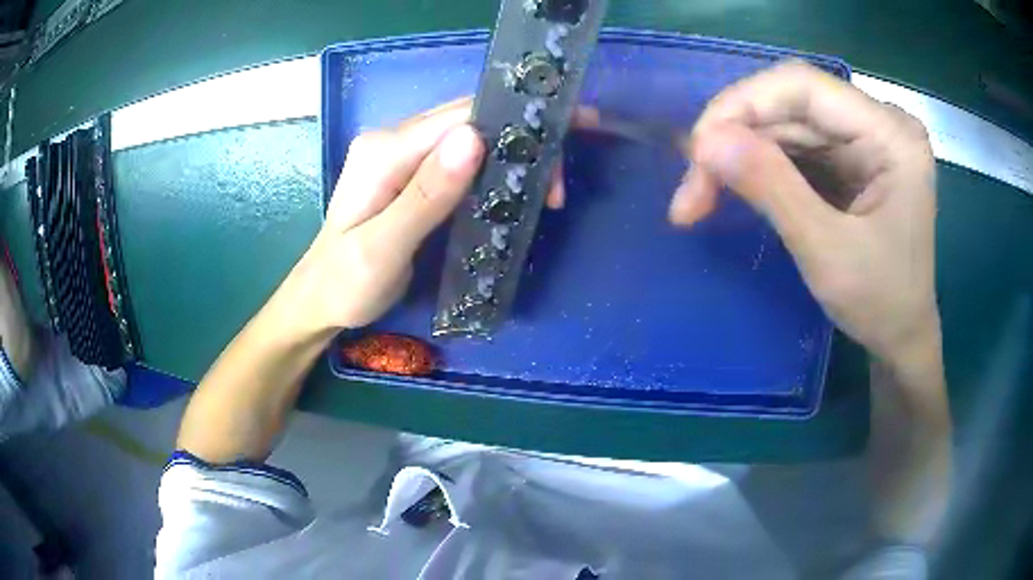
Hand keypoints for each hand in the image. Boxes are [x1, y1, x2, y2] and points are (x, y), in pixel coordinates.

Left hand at [280, 98, 579, 333]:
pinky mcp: (411, 172)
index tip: (560, 155)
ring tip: (548, 192)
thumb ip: (424, 196)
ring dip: (514, 157)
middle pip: (472, 120)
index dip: (516, 127)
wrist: (320, 300)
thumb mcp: (382, 249)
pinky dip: (495, 169)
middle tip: (558, 187)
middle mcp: (394, 140)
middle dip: (524, 142)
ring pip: (472, 137)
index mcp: (386, 151)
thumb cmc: (345, 285)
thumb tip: (473, 139)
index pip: (463, 118)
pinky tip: (515, 189)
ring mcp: (402, 154)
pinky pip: (462, 158)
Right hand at [670, 61, 940, 365]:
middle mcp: (879, 122)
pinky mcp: (851, 156)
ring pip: (785, 123)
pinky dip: (758, 164)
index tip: (697, 151)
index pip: (803, 86)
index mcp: (891, 135)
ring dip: (739, 153)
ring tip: (699, 195)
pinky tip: (734, 186)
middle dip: (734, 138)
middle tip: (690, 189)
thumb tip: (704, 141)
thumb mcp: (827, 253)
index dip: (742, 105)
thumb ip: (771, 189)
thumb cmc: (881, 306)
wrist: (902, 338)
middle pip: (790, 103)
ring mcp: (865, 137)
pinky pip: (795, 144)